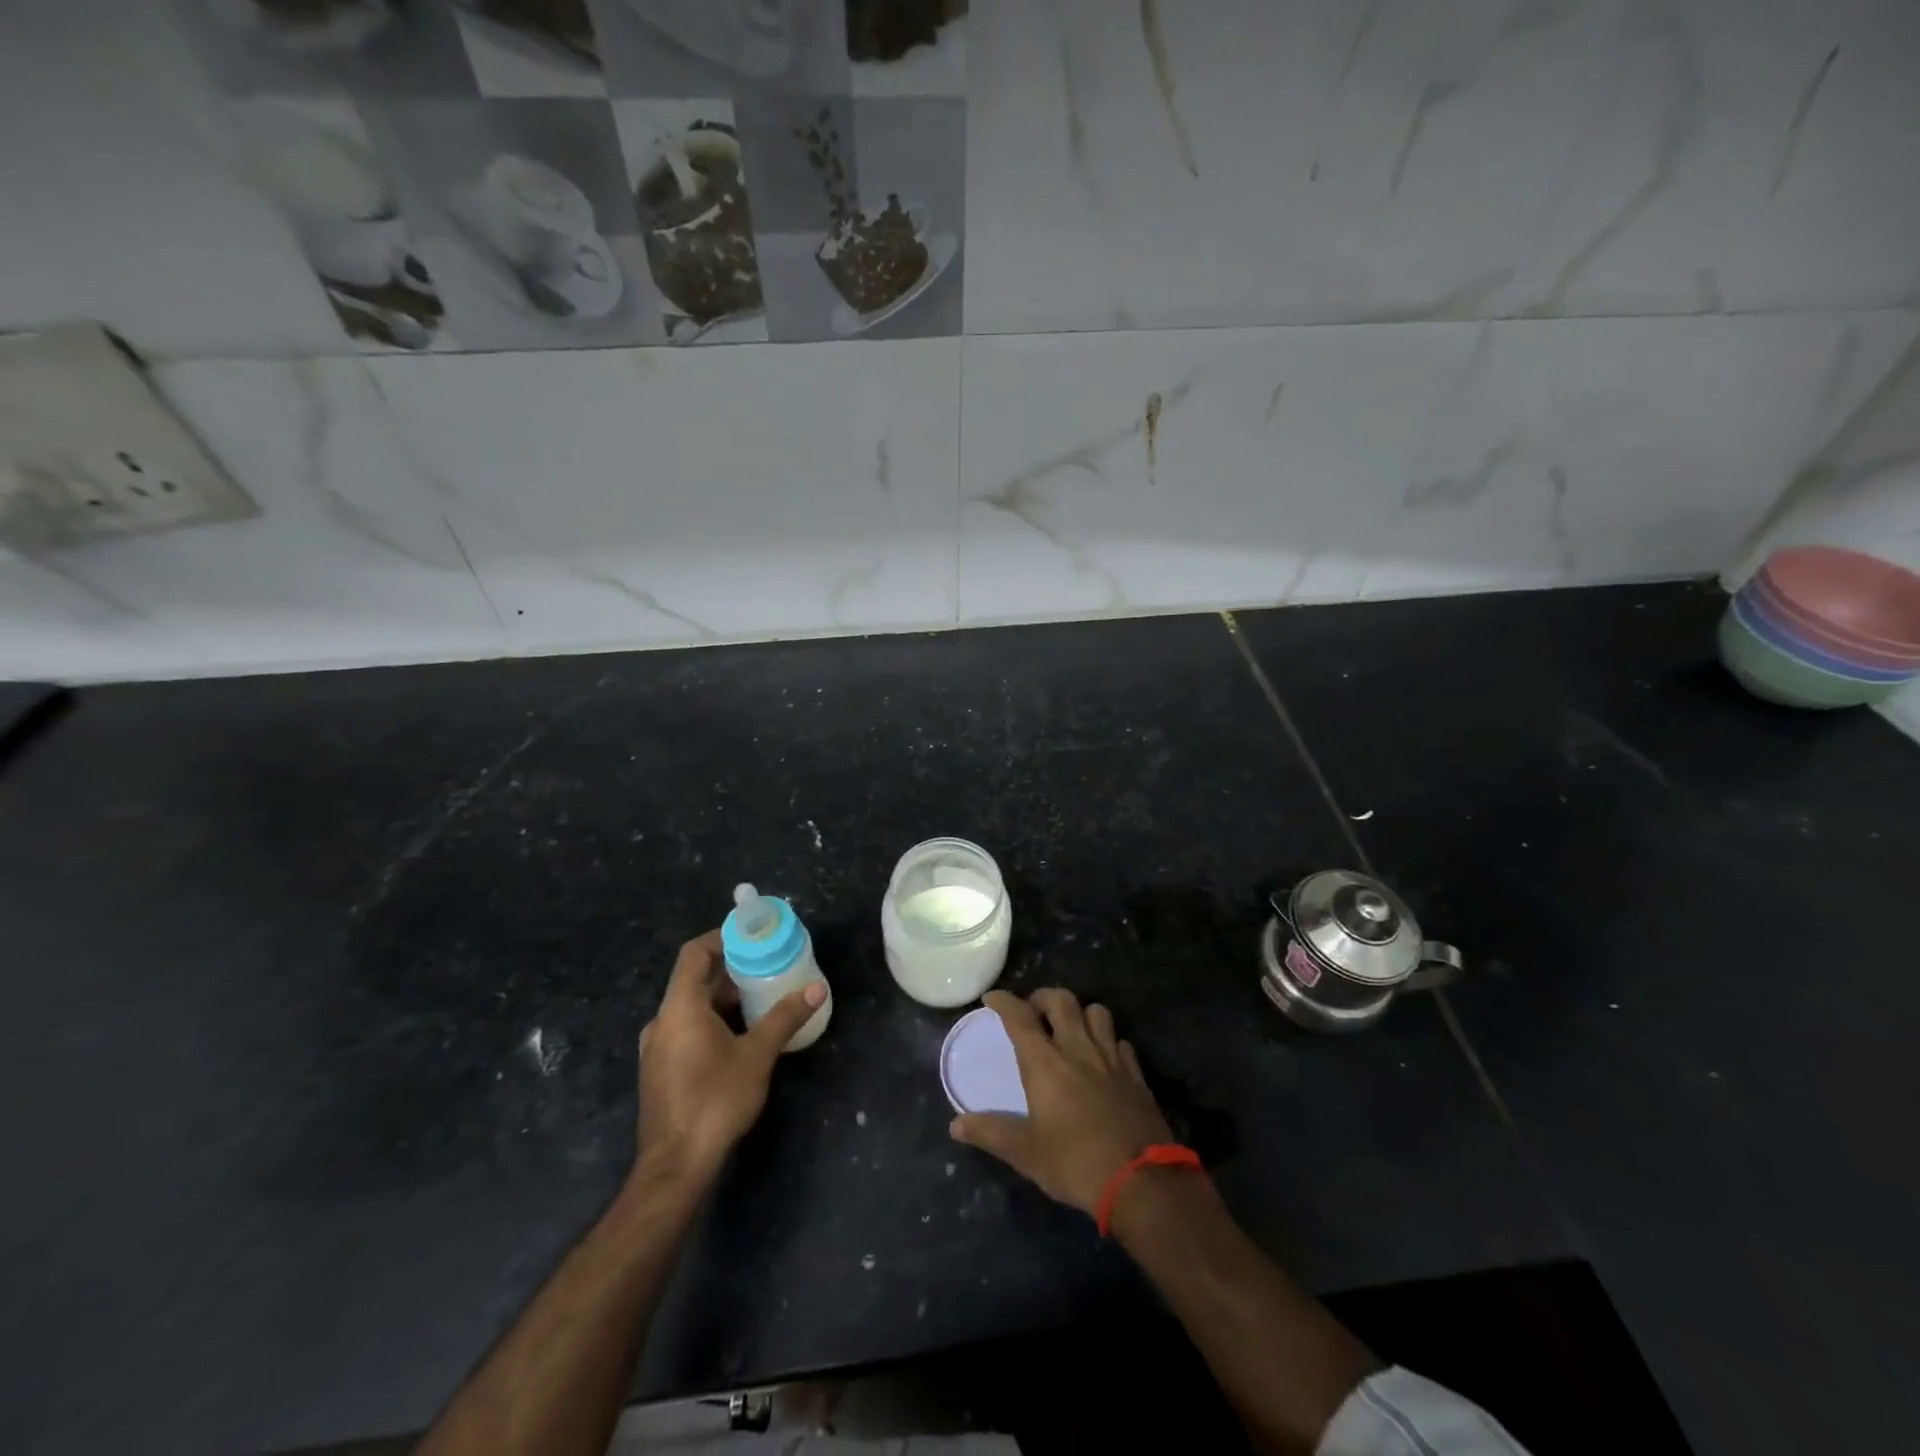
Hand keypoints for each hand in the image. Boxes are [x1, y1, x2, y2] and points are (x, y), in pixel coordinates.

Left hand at [634, 930, 824, 1186]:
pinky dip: (712, 1020)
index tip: (752, 936)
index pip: (694, 953)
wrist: (675, 1167)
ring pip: (690, 1006)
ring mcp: (657, 1048)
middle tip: (767, 966)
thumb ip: (784, 1017)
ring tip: (760, 998)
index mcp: (679, 1007)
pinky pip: (686, 1028)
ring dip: (723, 997)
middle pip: (694, 979)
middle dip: (731, 969)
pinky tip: (740, 1035)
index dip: (721, 937)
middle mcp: (661, 1021)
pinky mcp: (660, 1070)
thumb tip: (817, 989)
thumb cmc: (715, 1100)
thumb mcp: (757, 1055)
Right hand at [950, 988, 1172, 1216]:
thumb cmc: (1075, 1163)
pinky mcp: (1135, 1074)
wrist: (1141, 1181)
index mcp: (1046, 1062)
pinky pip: (1120, 1041)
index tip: (992, 998)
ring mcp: (1111, 1058)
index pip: (1020, 1017)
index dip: (1004, 1002)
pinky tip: (1102, 1057)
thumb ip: (991, 1133)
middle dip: (1042, 997)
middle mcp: (1078, 1048)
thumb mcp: (1026, 1153)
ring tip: (1069, 1029)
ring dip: (1079, 1012)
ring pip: (1097, 1011)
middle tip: (1032, 1012)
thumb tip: (956, 1125)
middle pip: (1061, 1000)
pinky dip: (1107, 1040)